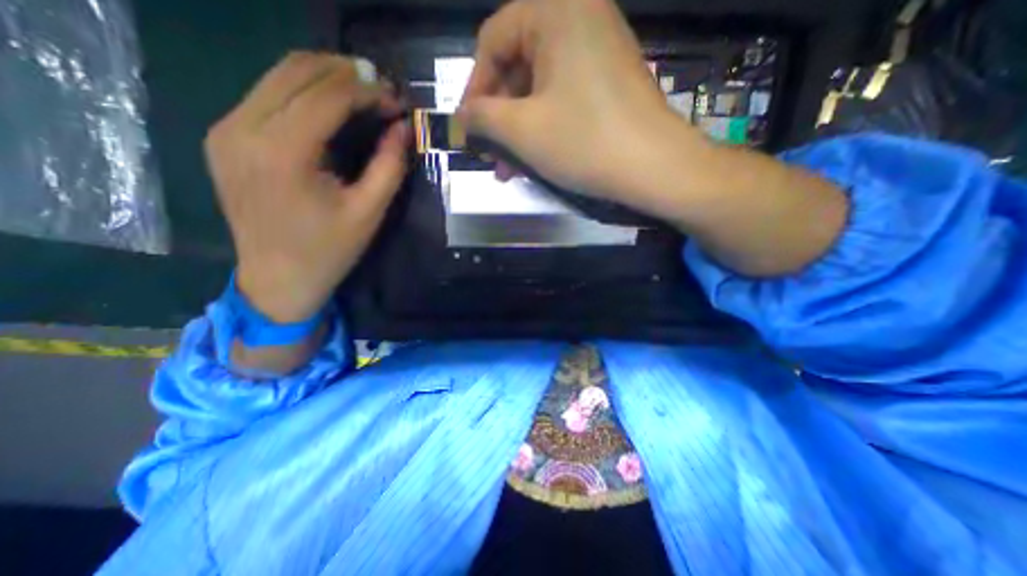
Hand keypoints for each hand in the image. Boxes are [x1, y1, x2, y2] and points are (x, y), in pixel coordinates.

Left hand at [204, 52, 411, 322]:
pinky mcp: (225, 137)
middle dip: (346, 73)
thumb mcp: (369, 212)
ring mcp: (227, 129)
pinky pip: (267, 95)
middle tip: (382, 89)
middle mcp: (243, 128)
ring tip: (362, 93)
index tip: (397, 99)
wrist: (278, 278)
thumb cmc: (329, 250)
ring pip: (278, 75)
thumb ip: (390, 166)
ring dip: (325, 77)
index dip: (367, 91)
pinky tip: (330, 108)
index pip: (328, 96)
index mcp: (282, 152)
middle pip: (297, 71)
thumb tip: (404, 128)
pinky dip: (304, 92)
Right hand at [461, 0, 707, 208]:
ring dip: (518, 130)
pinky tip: (533, 159)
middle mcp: (579, 17)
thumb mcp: (522, 130)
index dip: (474, 89)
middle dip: (499, 118)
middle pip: (517, 67)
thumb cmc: (584, 142)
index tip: (467, 128)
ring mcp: (598, 50)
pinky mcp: (608, 81)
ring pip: (539, 89)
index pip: (492, 41)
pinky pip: (561, 98)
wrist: (654, 167)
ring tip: (507, 168)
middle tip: (488, 154)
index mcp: (555, 10)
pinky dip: (542, 127)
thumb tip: (460, 119)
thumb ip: (481, 118)